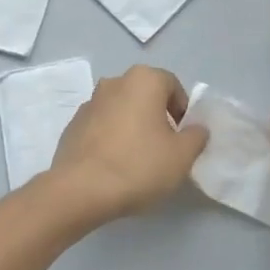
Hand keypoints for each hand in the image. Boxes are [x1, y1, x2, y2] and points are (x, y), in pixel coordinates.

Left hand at [48, 65, 207, 223]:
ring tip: (138, 159)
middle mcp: (115, 82)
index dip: (183, 111)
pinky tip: (114, 165)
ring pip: (122, 110)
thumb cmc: (138, 165)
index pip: (173, 86)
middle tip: (164, 148)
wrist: (80, 189)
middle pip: (145, 95)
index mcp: (143, 80)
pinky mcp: (73, 125)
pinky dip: (111, 138)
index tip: (183, 138)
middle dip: (158, 117)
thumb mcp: (182, 156)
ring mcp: (90, 102)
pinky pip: (102, 126)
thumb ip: (196, 136)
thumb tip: (196, 129)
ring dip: (133, 126)